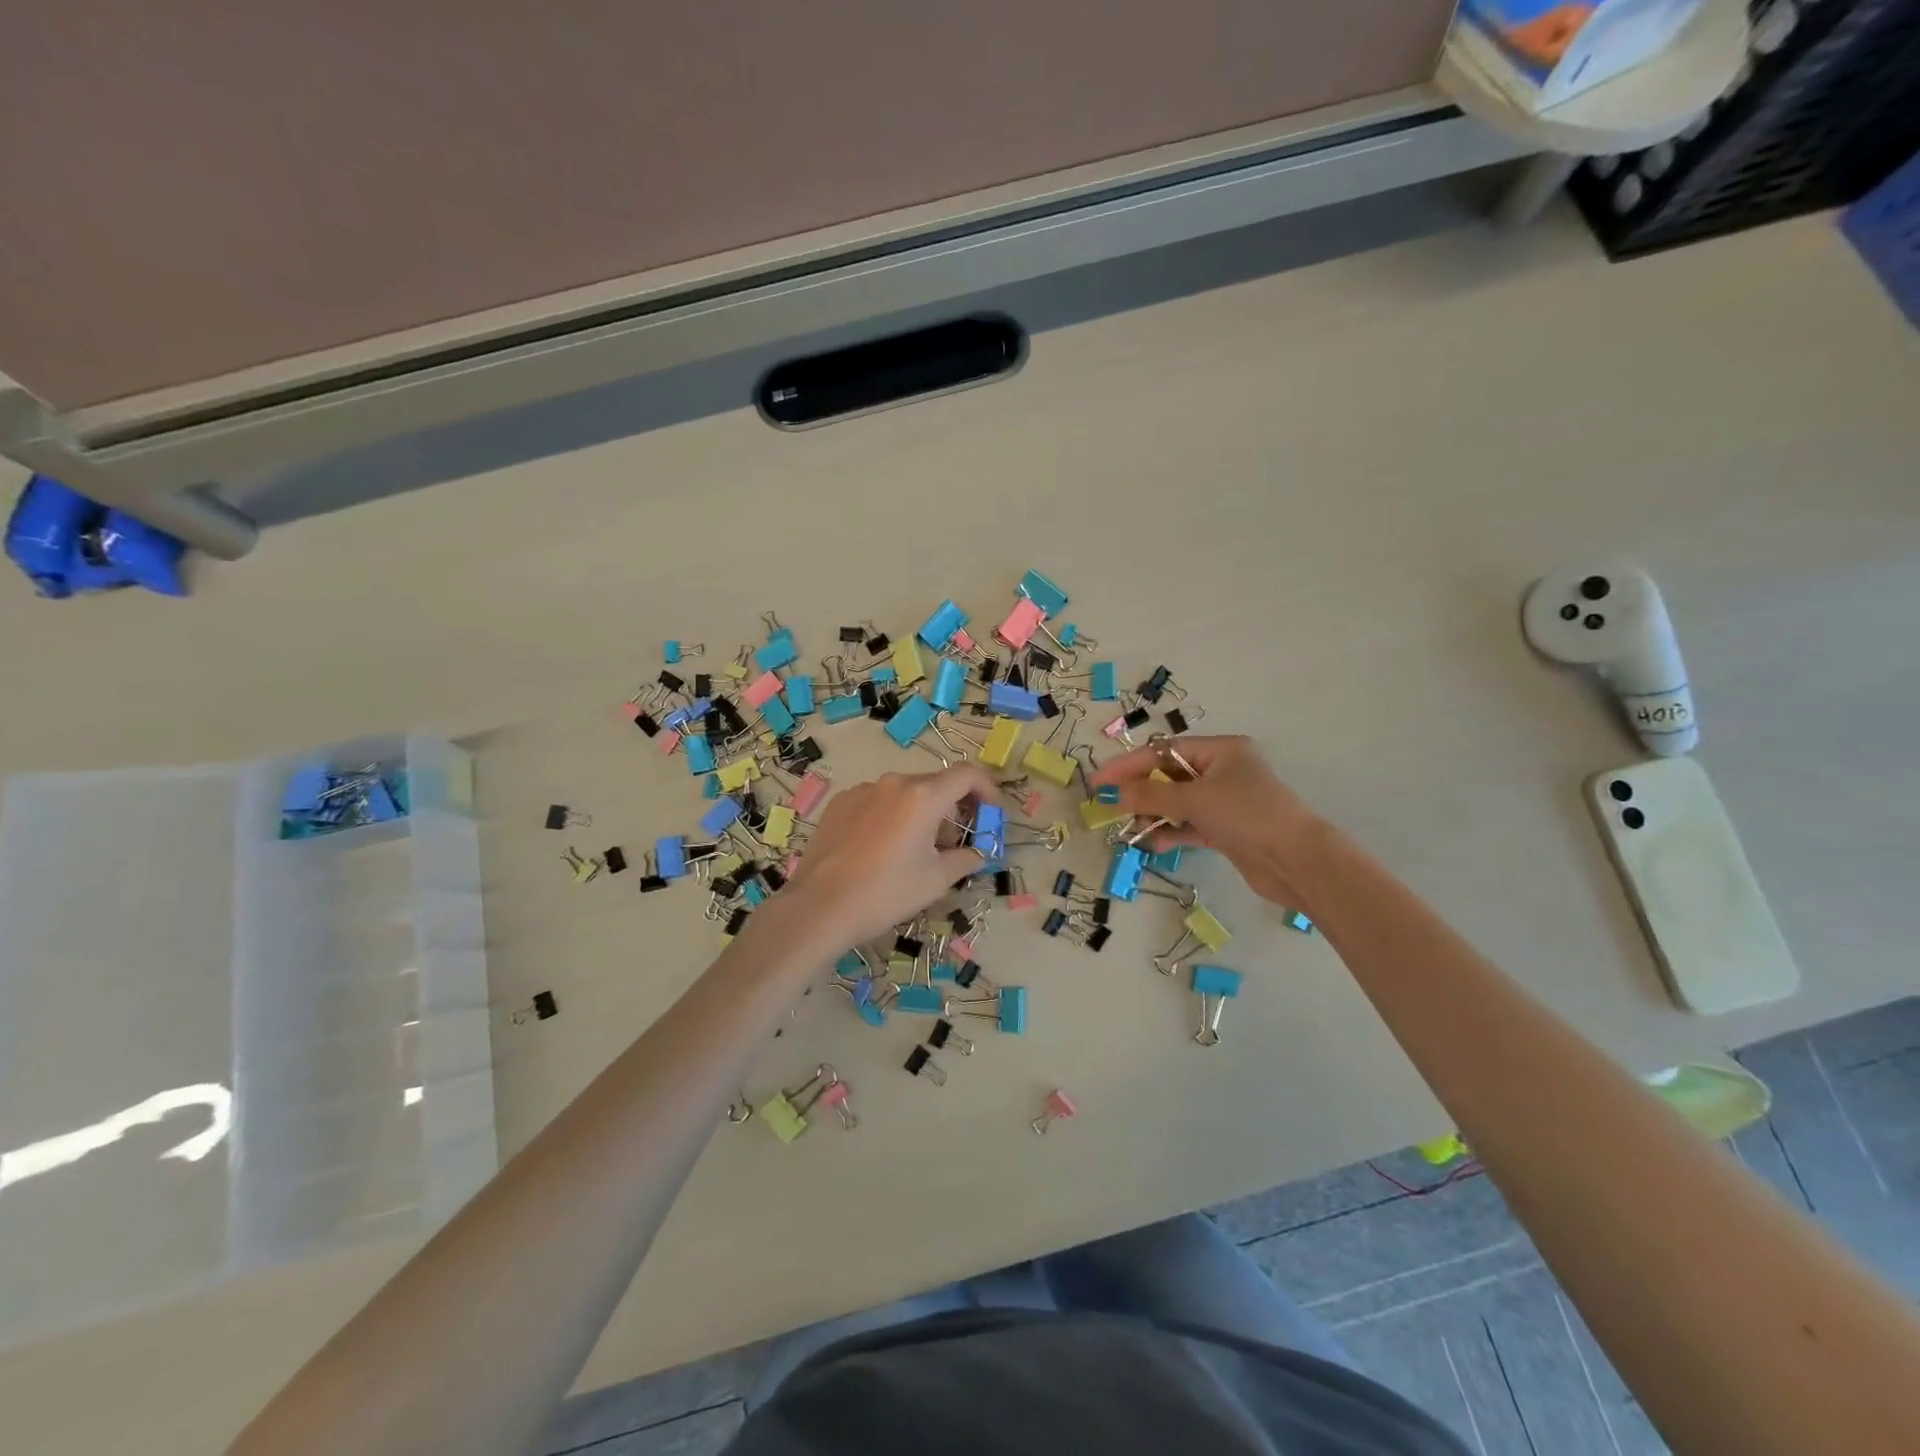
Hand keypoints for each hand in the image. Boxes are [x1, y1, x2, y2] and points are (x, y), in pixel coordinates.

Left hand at [781, 765, 997, 950]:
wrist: (819, 908)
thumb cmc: (885, 893)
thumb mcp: (936, 880)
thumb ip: (965, 859)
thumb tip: (978, 853)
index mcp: (923, 796)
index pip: (967, 775)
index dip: (987, 790)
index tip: (991, 815)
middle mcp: (893, 783)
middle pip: (936, 784)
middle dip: (954, 809)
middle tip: (956, 843)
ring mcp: (862, 790)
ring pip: (905, 793)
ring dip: (922, 813)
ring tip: (918, 850)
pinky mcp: (840, 803)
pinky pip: (877, 801)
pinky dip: (892, 816)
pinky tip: (883, 848)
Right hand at [1088, 735, 1329, 910]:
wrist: (1297, 862)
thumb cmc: (1248, 815)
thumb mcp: (1196, 800)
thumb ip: (1152, 794)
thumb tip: (1115, 792)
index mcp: (1221, 751)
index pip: (1163, 751)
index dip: (1129, 765)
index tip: (1099, 780)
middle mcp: (1222, 771)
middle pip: (1169, 775)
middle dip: (1141, 791)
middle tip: (1113, 806)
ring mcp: (1225, 802)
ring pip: (1177, 802)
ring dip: (1154, 814)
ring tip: (1134, 828)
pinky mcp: (1226, 829)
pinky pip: (1188, 825)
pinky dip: (1171, 832)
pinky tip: (1155, 843)